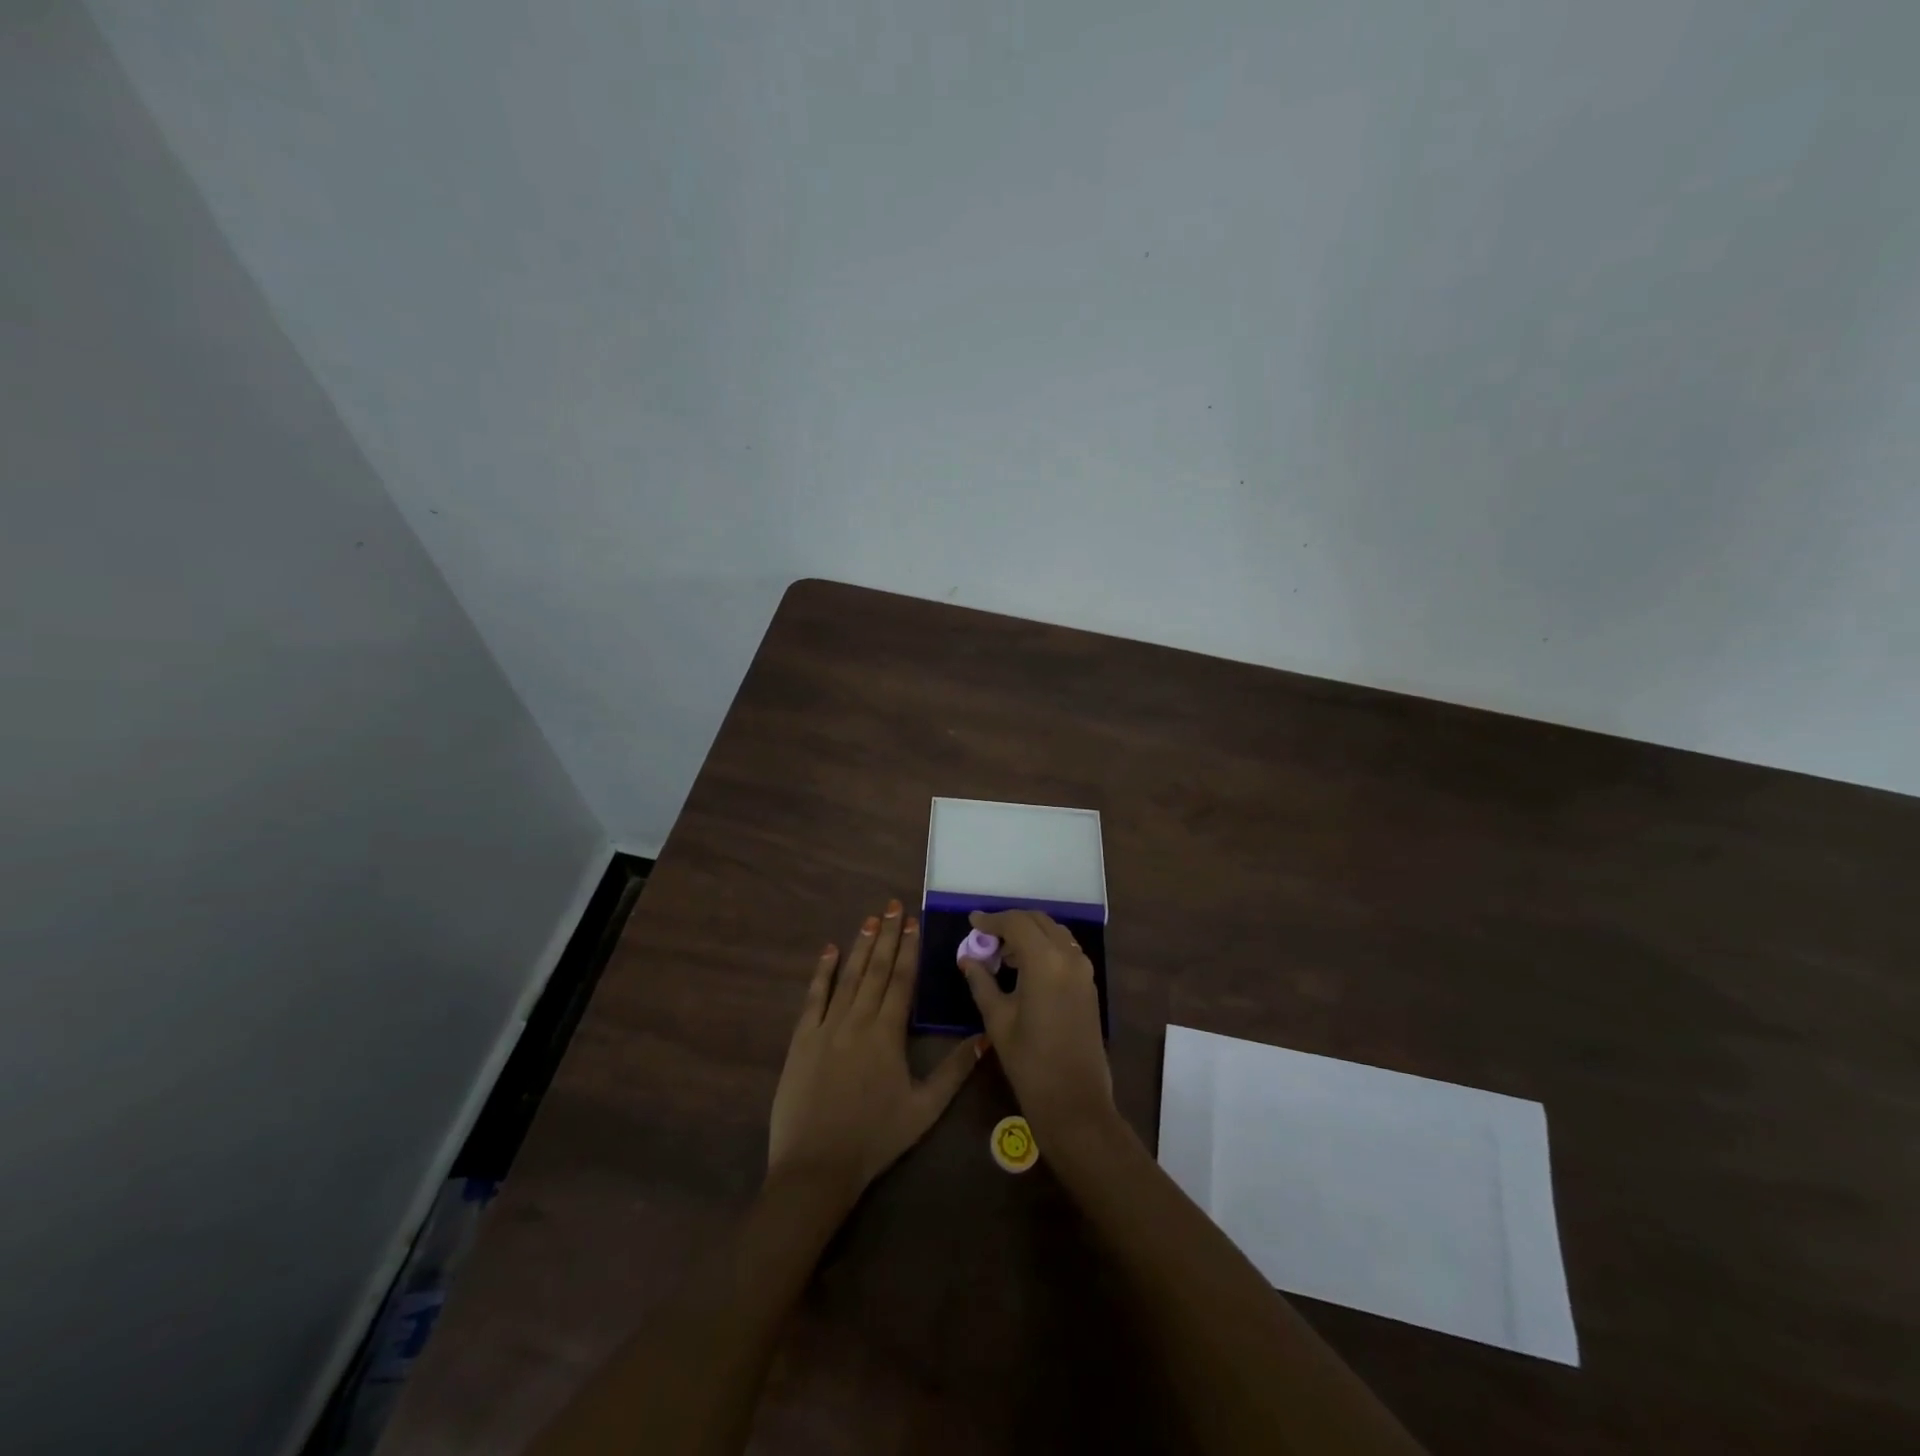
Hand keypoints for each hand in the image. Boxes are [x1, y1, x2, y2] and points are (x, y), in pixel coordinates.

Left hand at [767, 900, 984, 1202]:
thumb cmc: (875, 1139)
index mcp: (887, 1035)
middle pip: (875, 970)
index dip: (908, 948)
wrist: (816, 1167)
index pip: (901, 980)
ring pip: (847, 977)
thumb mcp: (924, 1109)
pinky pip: (813, 998)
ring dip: (860, 946)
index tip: (912, 920)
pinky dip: (822, 972)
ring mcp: (825, 1028)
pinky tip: (829, 951)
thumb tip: (985, 1037)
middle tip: (892, 905)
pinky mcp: (801, 1040)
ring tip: (870, 919)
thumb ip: (955, 1071)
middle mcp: (857, 1021)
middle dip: (886, 935)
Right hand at [958, 910, 1114, 1143]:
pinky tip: (1025, 968)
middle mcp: (1069, 956)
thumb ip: (981, 981)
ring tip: (1003, 954)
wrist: (1075, 1101)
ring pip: (1054, 933)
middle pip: (1038, 921)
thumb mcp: (998, 1019)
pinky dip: (1045, 947)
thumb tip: (967, 958)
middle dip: (1011, 923)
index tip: (972, 921)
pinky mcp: (1089, 984)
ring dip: (1029, 934)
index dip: (992, 919)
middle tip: (986, 937)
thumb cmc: (1030, 1062)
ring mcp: (1083, 970)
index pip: (1016, 922)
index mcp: (1045, 961)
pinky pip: (1065, 950)